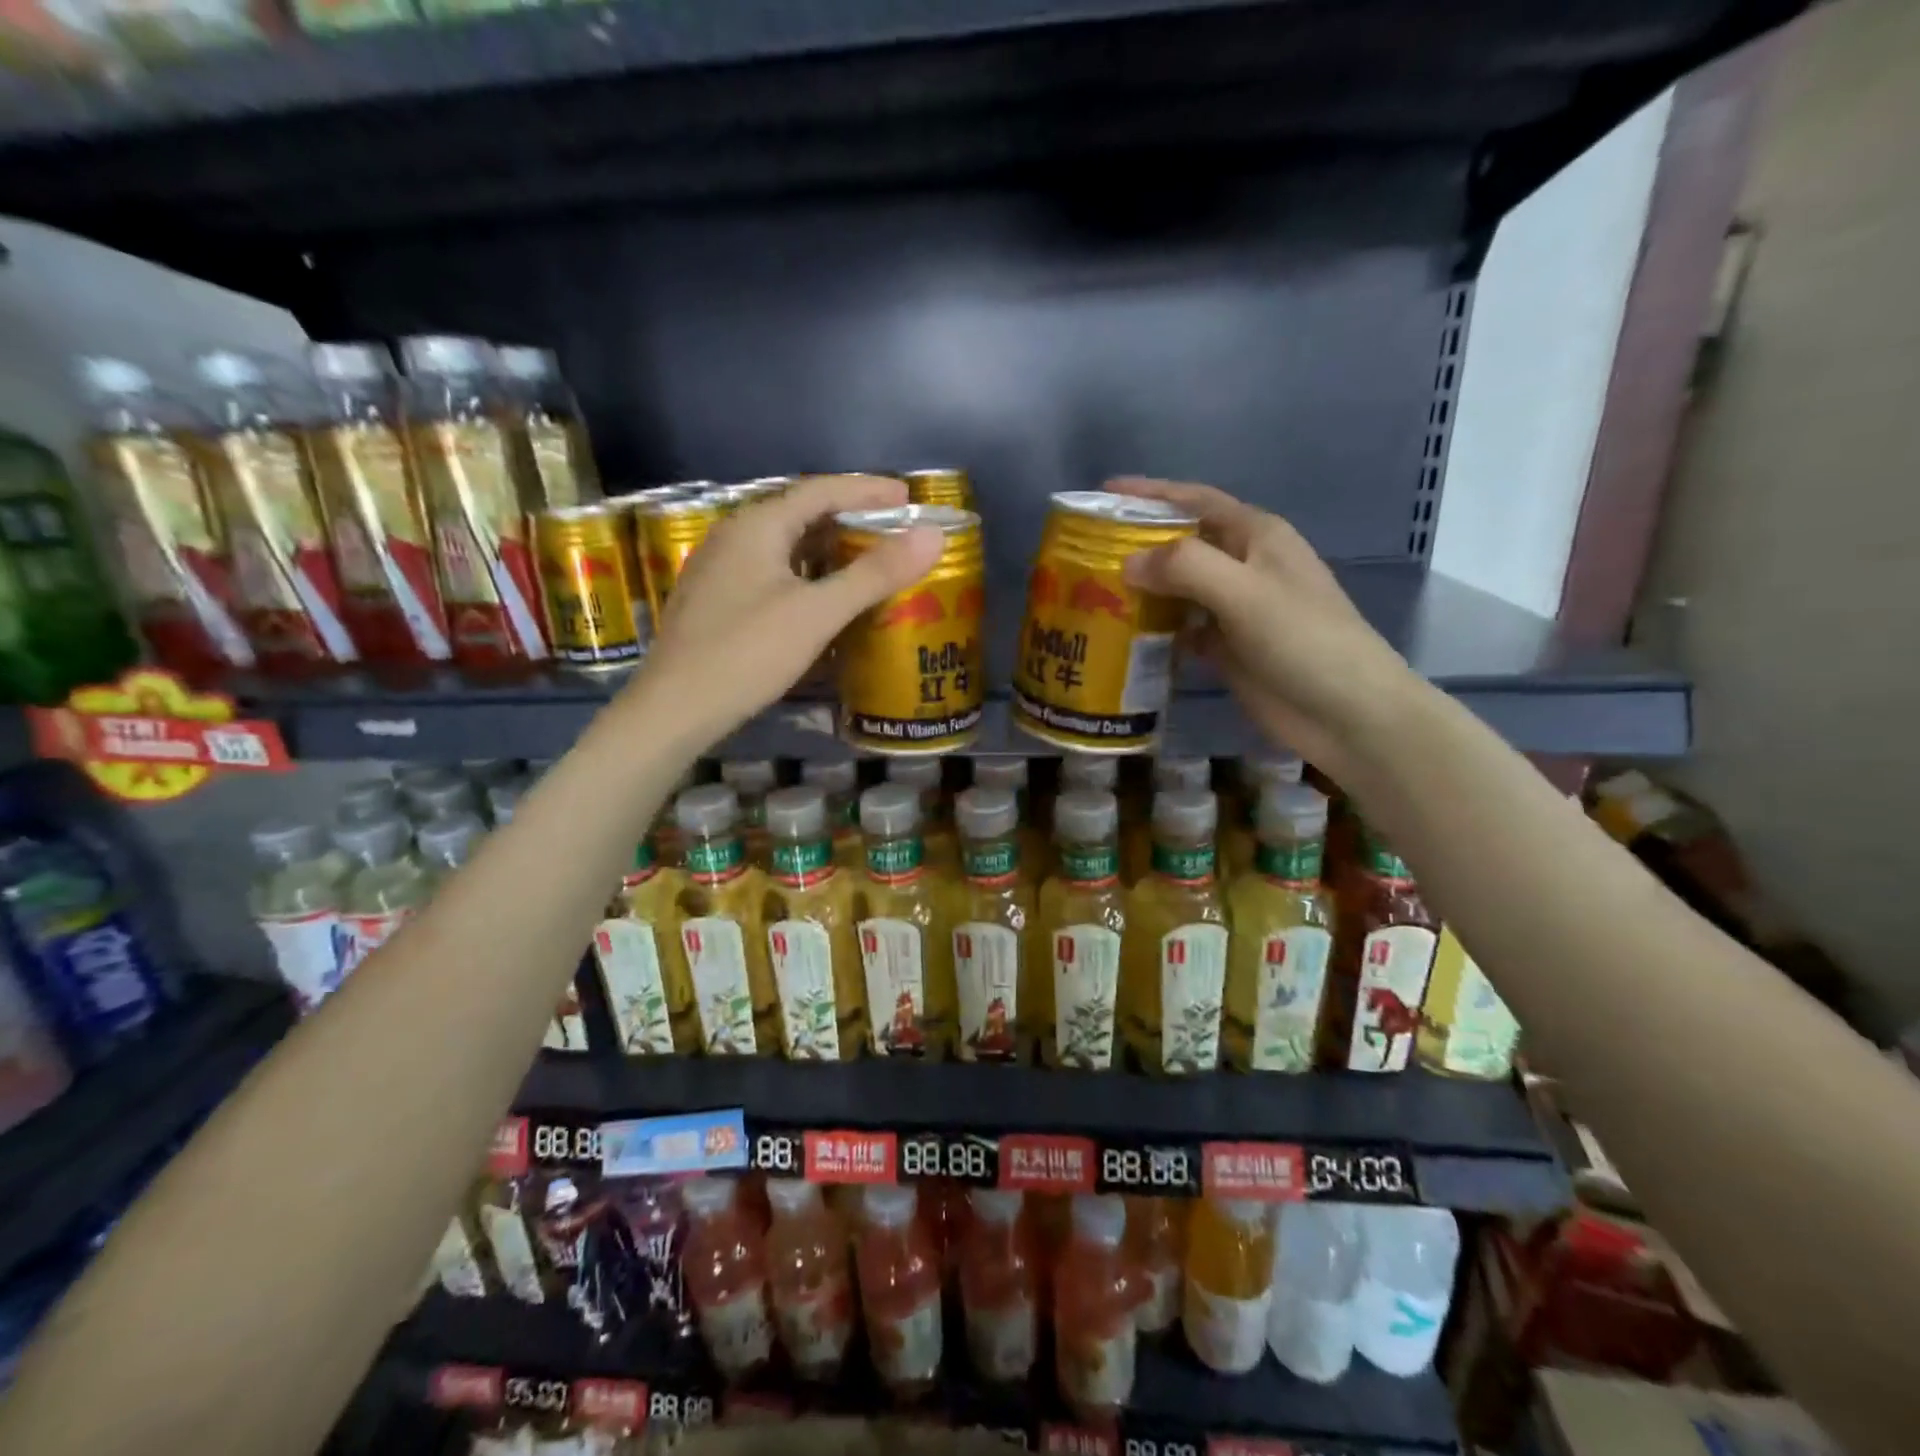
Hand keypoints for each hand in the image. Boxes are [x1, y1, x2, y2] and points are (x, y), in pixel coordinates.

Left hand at [631, 475, 943, 739]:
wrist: (675, 708)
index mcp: (757, 525)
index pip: (820, 490)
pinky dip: (805, 575)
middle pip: (801, 514)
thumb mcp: (817, 613)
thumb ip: (874, 574)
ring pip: (785, 546)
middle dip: (850, 519)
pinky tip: (822, 598)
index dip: (867, 490)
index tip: (908, 498)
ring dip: (827, 549)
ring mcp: (720, 568)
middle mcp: (734, 535)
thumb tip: (931, 536)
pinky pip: (771, 572)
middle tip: (893, 532)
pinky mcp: (716, 600)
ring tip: (867, 562)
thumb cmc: (747, 653)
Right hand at [1110, 477, 1417, 780]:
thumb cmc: (1303, 640)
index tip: (1105, 492)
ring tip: (1093, 594)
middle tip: (1087, 553)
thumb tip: (1128, 562)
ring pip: (1179, 589)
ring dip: (1142, 590)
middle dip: (1138, 544)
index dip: (1152, 493)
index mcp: (1256, 537)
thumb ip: (1186, 568)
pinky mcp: (1228, 649)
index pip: (1196, 500)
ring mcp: (1236, 610)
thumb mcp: (1245, 592)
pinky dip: (1155, 631)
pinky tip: (1124, 637)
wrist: (1347, 713)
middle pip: (1183, 544)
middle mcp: (1244, 566)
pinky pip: (1182, 630)